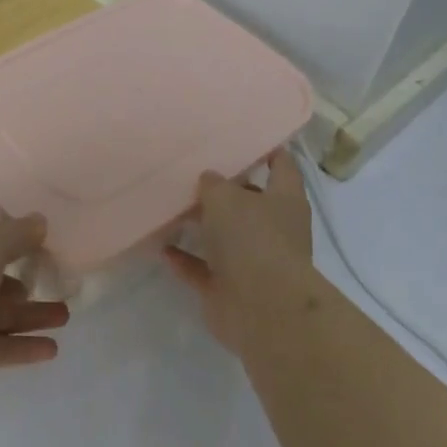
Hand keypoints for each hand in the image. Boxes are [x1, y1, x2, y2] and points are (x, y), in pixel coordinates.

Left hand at [0, 216, 68, 405]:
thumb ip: (19, 234)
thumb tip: (40, 221)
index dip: (17, 241)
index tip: (50, 246)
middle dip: (29, 282)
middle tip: (63, 286)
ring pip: (2, 313)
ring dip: (33, 315)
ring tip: (66, 316)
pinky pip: (0, 345)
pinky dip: (24, 346)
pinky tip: (52, 349)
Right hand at [163, 149, 313, 353]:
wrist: (262, 308)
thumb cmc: (252, 239)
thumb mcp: (226, 197)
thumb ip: (214, 184)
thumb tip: (210, 179)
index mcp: (284, 200)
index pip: (282, 166)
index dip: (267, 151)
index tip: (245, 138)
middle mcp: (273, 229)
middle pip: (250, 202)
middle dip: (225, 190)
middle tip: (193, 171)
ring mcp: (253, 262)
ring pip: (225, 237)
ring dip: (202, 226)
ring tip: (172, 206)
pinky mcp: (230, 289)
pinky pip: (204, 269)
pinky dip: (186, 260)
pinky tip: (162, 247)